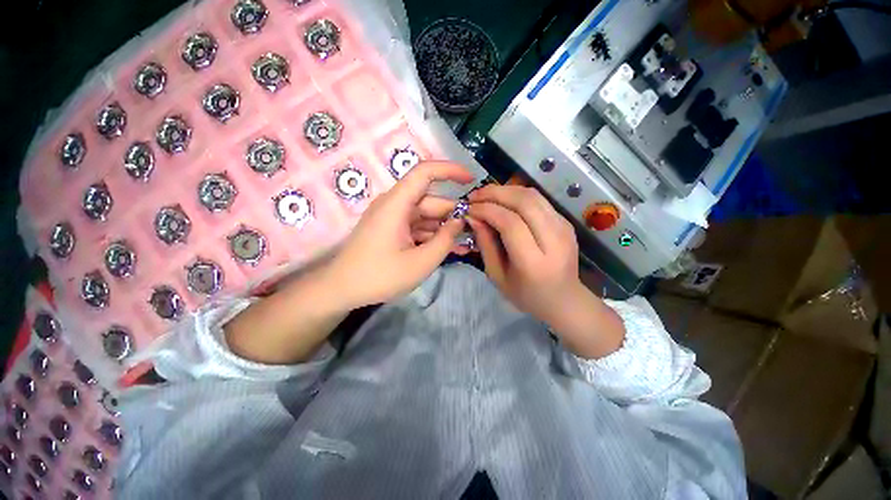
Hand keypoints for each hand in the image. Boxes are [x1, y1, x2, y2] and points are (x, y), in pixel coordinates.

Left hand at [323, 161, 474, 308]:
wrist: (342, 290)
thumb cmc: (380, 276)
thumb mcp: (421, 262)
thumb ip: (445, 240)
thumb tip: (459, 221)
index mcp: (396, 204)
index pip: (425, 172)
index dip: (450, 170)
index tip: (471, 180)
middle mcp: (394, 205)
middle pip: (430, 201)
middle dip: (453, 213)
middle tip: (475, 229)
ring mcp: (392, 218)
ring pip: (425, 216)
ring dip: (445, 229)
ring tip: (467, 244)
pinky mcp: (392, 230)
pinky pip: (417, 228)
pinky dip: (432, 236)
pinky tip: (450, 249)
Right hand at [466, 185, 581, 322]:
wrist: (564, 300)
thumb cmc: (526, 294)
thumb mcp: (497, 276)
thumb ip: (485, 245)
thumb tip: (473, 217)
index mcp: (533, 262)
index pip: (510, 224)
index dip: (487, 210)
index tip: (469, 208)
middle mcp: (554, 241)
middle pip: (524, 203)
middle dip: (495, 193)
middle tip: (474, 196)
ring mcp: (564, 229)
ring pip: (533, 196)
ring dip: (506, 190)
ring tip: (486, 195)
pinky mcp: (566, 222)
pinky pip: (539, 200)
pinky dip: (517, 196)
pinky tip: (503, 201)